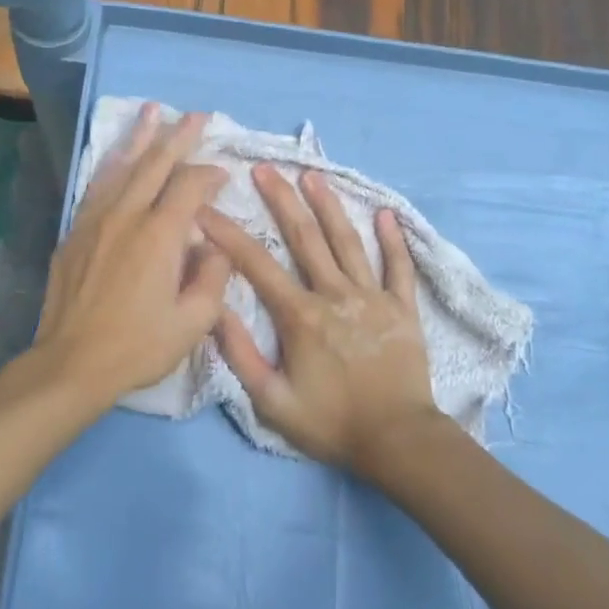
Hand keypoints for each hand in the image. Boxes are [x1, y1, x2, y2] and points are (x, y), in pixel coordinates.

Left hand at [32, 106, 230, 409]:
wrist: (72, 362)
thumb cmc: (139, 346)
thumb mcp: (194, 321)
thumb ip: (213, 276)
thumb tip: (214, 244)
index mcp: (160, 235)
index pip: (190, 186)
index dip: (210, 175)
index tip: (224, 176)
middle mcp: (127, 216)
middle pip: (155, 163)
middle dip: (178, 136)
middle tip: (196, 116)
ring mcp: (95, 220)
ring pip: (121, 166)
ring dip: (140, 137)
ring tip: (152, 111)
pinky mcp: (76, 232)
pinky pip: (97, 186)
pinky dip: (111, 164)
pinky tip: (117, 156)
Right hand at [196, 165, 443, 473]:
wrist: (398, 440)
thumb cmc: (331, 423)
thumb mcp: (272, 401)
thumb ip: (241, 355)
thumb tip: (214, 311)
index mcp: (301, 316)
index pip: (257, 265)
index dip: (229, 234)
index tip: (206, 208)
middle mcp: (335, 295)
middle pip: (305, 238)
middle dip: (281, 200)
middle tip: (265, 169)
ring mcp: (373, 297)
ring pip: (348, 242)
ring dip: (329, 206)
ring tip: (313, 175)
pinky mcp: (402, 308)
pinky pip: (398, 267)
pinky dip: (393, 239)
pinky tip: (385, 213)